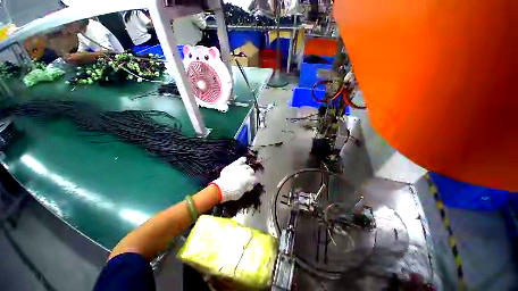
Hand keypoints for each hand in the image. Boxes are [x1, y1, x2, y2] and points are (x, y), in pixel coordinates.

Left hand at [210, 157, 256, 202]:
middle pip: (251, 171)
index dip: (253, 181)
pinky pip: (240, 160)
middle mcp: (247, 172)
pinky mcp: (234, 165)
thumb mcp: (242, 192)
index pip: (254, 179)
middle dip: (251, 174)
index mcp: (250, 179)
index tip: (252, 183)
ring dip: (247, 168)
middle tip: (249, 176)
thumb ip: (246, 188)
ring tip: (246, 169)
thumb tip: (249, 186)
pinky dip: (242, 159)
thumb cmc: (233, 192)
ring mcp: (240, 167)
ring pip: (246, 166)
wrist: (223, 188)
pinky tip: (244, 159)